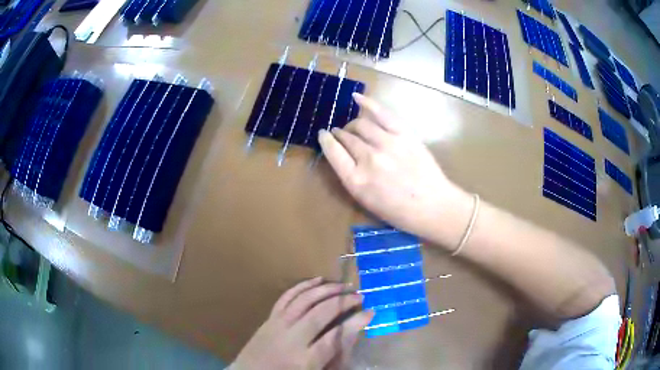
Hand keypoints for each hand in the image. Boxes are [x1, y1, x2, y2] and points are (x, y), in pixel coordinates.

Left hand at [230, 278, 373, 369]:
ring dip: (326, 290)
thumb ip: (335, 355)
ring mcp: (277, 326)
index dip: (355, 323)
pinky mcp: (269, 318)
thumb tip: (352, 332)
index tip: (370, 312)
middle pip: (320, 313)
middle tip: (360, 296)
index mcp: (305, 360)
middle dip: (343, 301)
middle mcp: (291, 339)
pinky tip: (318, 280)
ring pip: (304, 300)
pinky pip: (286, 297)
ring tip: (344, 286)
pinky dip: (303, 286)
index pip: (335, 337)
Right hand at [318, 93, 471, 247]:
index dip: (325, 141)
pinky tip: (356, 98)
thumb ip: (351, 177)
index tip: (323, 135)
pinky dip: (367, 103)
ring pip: (361, 124)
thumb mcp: (366, 202)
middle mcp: (368, 159)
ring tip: (353, 127)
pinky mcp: (404, 134)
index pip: (333, 152)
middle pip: (347, 137)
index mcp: (356, 181)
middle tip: (340, 133)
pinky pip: (381, 113)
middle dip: (340, 133)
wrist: (433, 206)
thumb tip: (343, 155)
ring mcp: (387, 143)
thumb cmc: (399, 211)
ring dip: (353, 124)